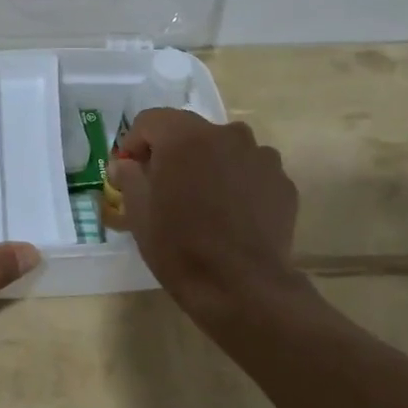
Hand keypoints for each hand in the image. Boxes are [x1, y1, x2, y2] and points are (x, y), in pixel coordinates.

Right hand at [110, 108, 300, 312]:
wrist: (242, 287)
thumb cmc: (180, 247)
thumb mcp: (139, 214)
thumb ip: (129, 178)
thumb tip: (124, 163)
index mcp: (185, 137)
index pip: (151, 120)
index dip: (134, 142)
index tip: (129, 169)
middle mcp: (226, 134)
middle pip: (190, 131)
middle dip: (173, 152)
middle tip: (164, 186)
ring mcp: (260, 156)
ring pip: (225, 149)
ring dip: (209, 165)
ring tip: (203, 201)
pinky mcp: (283, 182)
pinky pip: (251, 172)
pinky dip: (238, 183)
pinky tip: (232, 215)